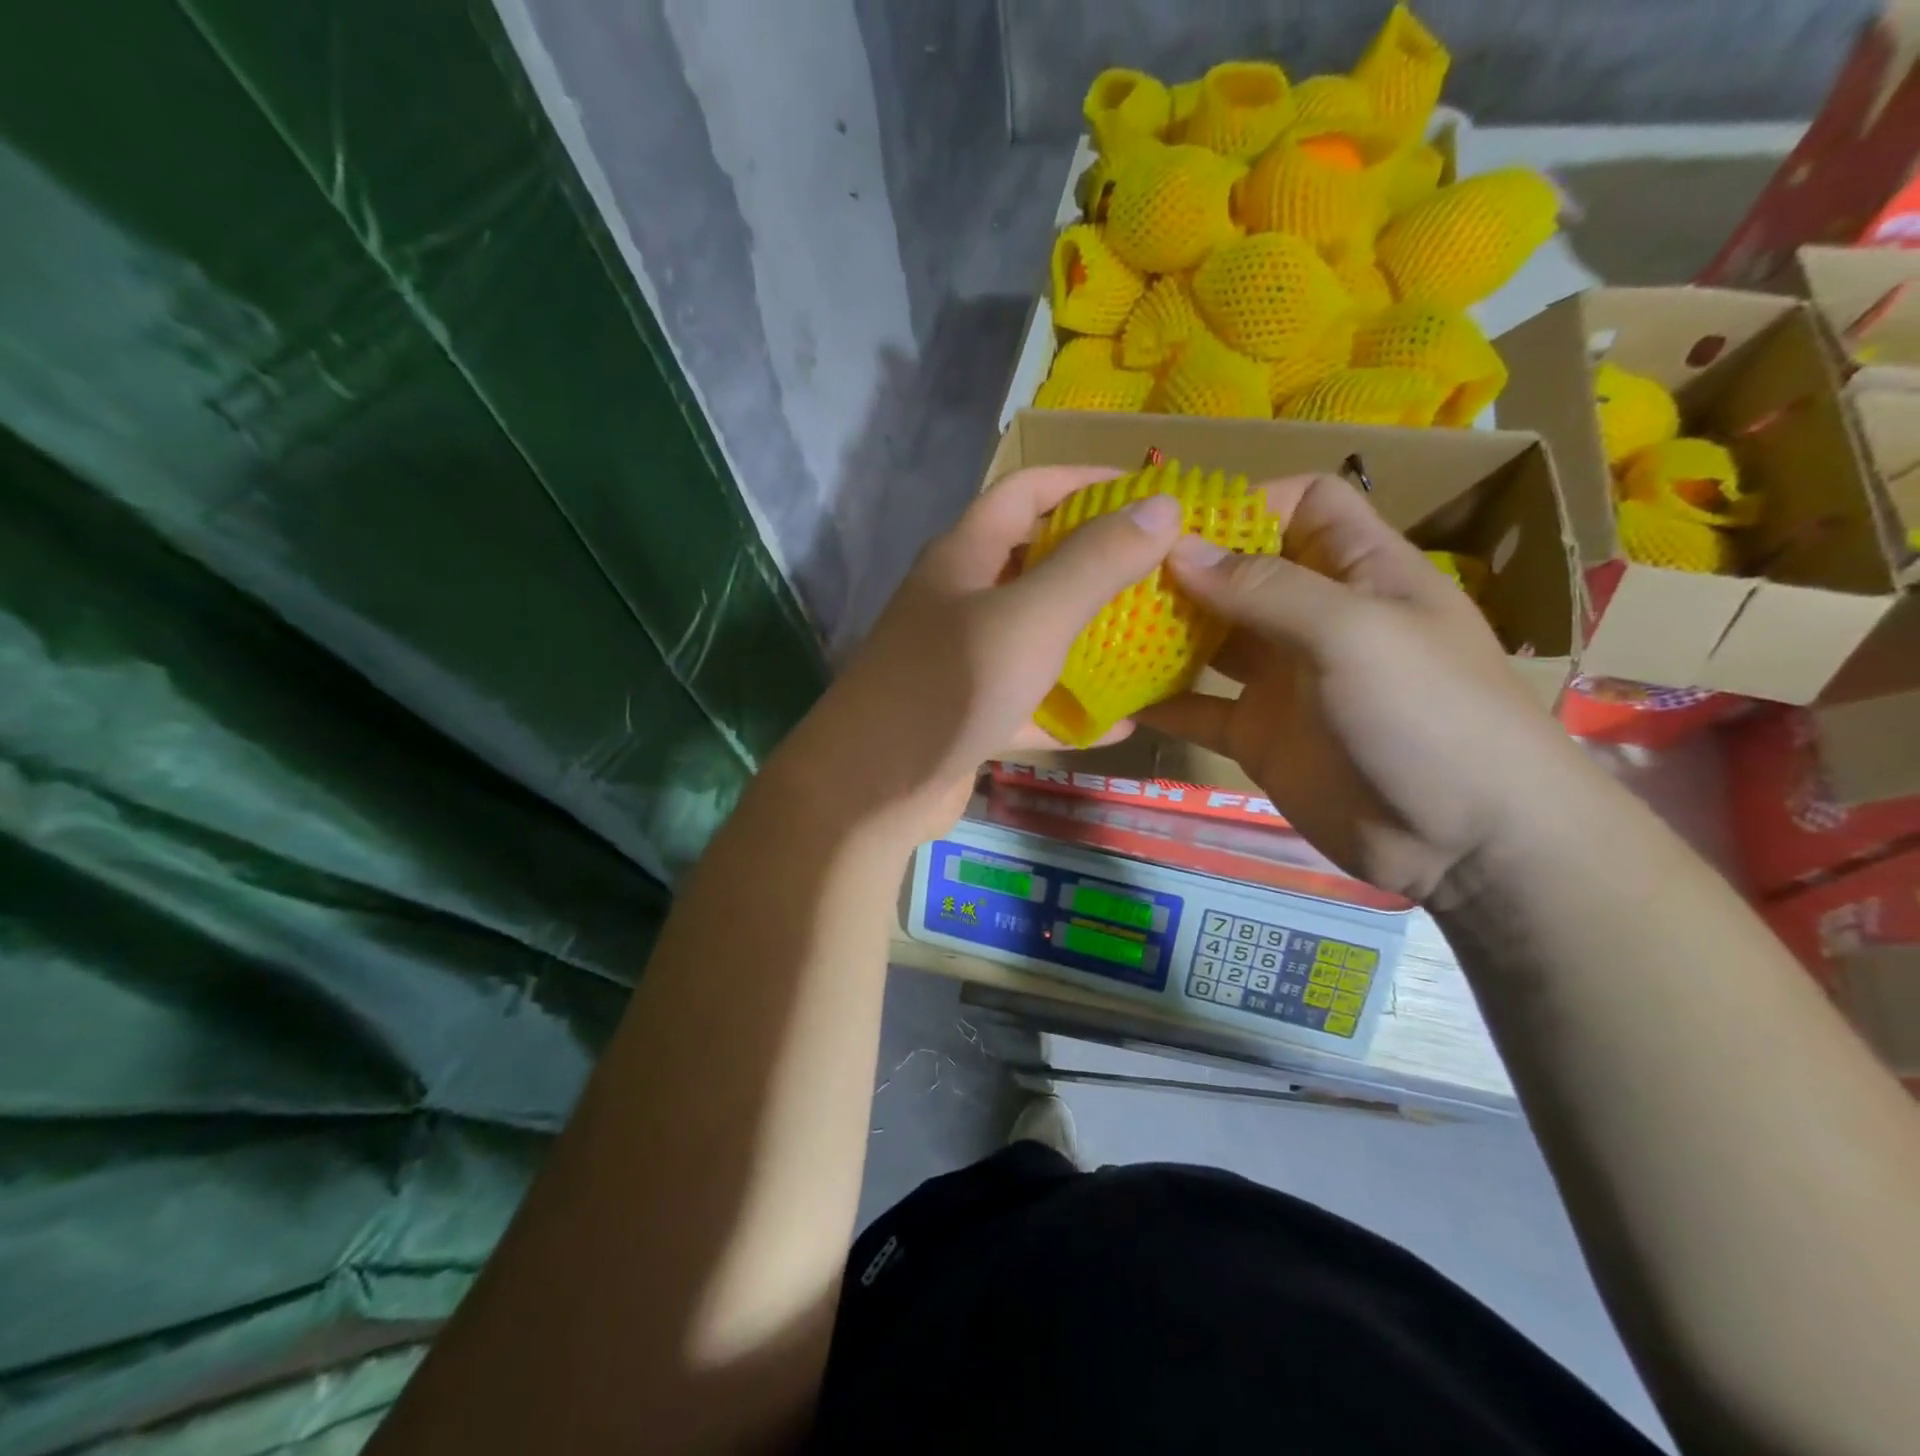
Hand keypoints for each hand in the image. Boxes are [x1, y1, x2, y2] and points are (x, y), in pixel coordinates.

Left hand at [768, 466, 1186, 849]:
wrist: (870, 789)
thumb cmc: (948, 687)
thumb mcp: (1031, 618)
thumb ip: (1095, 563)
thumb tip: (1163, 505)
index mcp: (964, 555)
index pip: (1027, 490)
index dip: (1087, 480)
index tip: (1151, 491)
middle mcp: (960, 598)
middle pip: (1034, 560)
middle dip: (1097, 559)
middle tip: (1163, 569)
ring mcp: (963, 659)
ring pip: (1035, 632)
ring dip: (1088, 633)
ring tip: (1153, 637)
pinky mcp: (971, 713)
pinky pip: (1031, 699)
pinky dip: (1070, 706)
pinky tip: (1121, 722)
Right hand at [1139, 473, 1577, 902]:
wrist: (1465, 842)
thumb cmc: (1427, 713)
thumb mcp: (1353, 633)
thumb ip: (1265, 589)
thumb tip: (1179, 548)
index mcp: (1359, 571)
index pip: (1303, 505)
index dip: (1245, 503)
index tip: (1172, 522)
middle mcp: (1316, 618)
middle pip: (1241, 573)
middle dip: (1183, 570)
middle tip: (1110, 576)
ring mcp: (1284, 680)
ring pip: (1211, 641)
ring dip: (1163, 633)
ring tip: (1100, 627)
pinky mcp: (1258, 735)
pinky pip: (1200, 709)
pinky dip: (1162, 702)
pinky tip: (1112, 695)